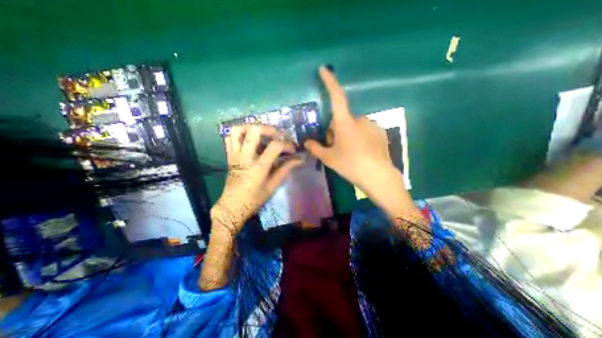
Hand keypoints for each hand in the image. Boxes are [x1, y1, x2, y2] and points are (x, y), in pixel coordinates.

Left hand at [213, 124, 305, 235]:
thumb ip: (286, 169)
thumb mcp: (273, 185)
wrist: (233, 205)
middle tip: (278, 135)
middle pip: (254, 130)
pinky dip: (240, 132)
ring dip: (252, 127)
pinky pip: (230, 137)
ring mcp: (235, 154)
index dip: (287, 144)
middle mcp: (245, 156)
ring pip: (238, 130)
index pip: (275, 146)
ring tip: (263, 132)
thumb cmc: (254, 198)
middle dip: (270, 129)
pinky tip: (249, 137)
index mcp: (258, 166)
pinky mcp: (229, 155)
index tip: (293, 149)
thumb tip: (300, 159)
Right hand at [306, 66, 397, 194]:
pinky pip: (365, 131)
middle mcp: (359, 119)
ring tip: (349, 153)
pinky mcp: (381, 132)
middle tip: (335, 148)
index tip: (324, 69)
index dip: (330, 82)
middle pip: (342, 120)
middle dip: (336, 131)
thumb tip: (307, 142)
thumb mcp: (329, 158)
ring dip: (348, 135)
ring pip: (354, 127)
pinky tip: (362, 153)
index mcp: (345, 122)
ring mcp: (372, 125)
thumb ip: (316, 148)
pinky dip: (360, 138)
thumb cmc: (350, 164)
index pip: (336, 97)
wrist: (377, 176)